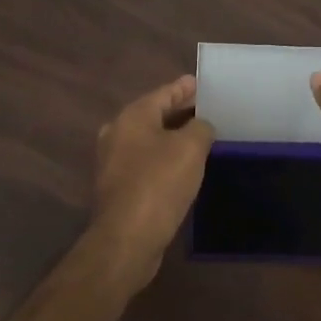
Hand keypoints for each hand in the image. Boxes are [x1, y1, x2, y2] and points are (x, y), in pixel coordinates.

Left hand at [89, 75, 215, 287]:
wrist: (127, 238)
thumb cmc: (159, 184)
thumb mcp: (190, 148)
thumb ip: (201, 128)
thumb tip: (201, 126)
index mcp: (132, 117)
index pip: (163, 93)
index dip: (184, 88)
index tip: (200, 82)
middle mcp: (117, 134)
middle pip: (153, 115)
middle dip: (179, 112)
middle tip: (206, 109)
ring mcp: (114, 162)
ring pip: (149, 140)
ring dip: (172, 137)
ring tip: (199, 137)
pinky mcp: (119, 188)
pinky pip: (147, 163)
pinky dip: (165, 159)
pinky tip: (183, 167)